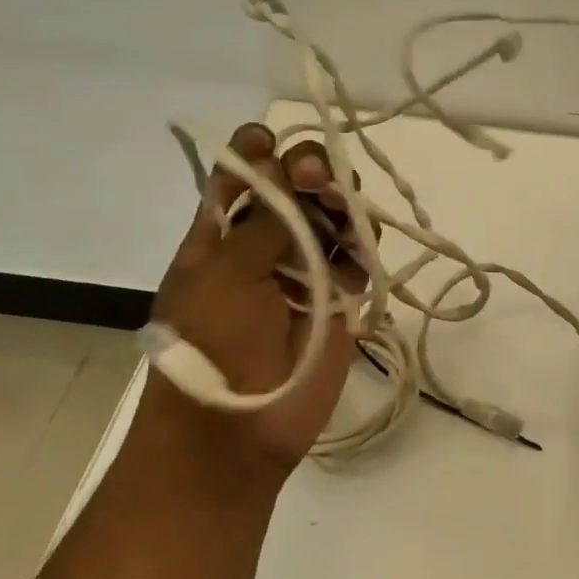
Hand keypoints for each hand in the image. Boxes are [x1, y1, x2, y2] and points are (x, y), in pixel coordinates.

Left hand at [143, 123, 365, 486]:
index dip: (258, 151)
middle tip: (316, 178)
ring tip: (343, 210)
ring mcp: (308, 266)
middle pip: (298, 184)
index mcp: (223, 230)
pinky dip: (365, 243)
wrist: (237, 433)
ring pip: (336, 213)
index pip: (242, 172)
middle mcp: (268, 240)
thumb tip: (283, 160)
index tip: (272, 145)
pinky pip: (361, 253)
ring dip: (342, 201)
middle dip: (310, 169)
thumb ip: (263, 217)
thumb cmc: (213, 344)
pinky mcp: (343, 294)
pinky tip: (359, 250)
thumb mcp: (224, 273)